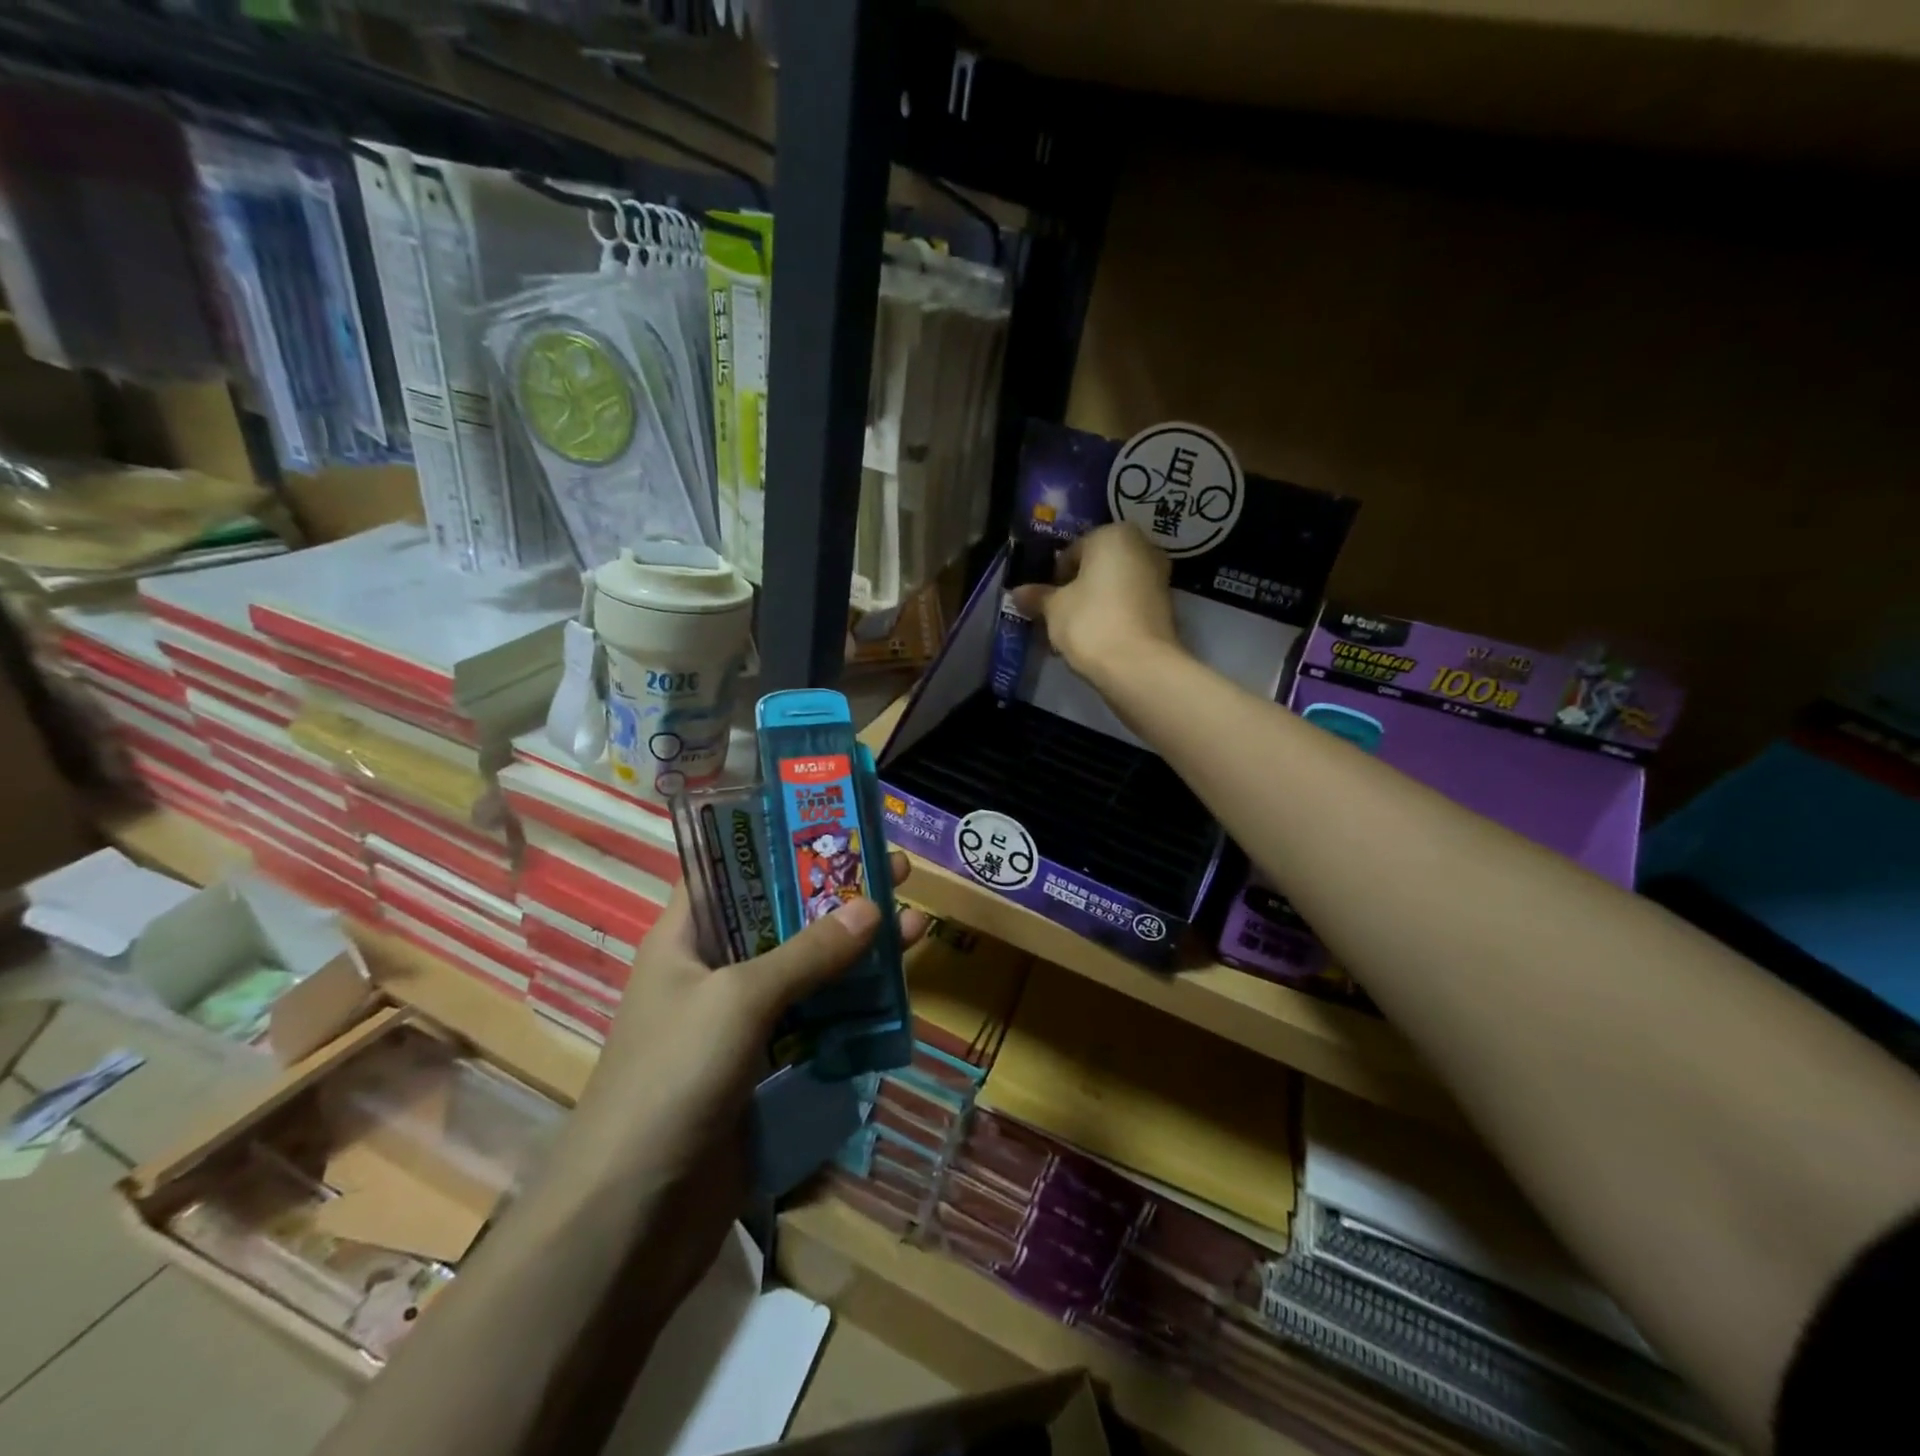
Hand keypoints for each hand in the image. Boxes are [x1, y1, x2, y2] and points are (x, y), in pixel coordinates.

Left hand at [556, 855, 928, 1313]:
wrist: (632, 1219)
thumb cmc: (672, 1080)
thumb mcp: (739, 1000)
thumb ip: (807, 952)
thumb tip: (874, 906)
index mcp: (685, 937)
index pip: (732, 868)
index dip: (781, 842)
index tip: (836, 824)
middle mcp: (712, 969)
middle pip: (782, 916)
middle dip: (837, 893)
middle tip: (897, 869)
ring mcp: (739, 1021)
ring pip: (806, 969)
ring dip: (856, 949)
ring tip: (915, 923)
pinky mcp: (763, 1066)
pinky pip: (815, 1019)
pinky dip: (852, 1003)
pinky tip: (895, 991)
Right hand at [1010, 521, 1179, 685]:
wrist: (1138, 666)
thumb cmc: (1090, 622)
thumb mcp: (1054, 608)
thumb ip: (1037, 596)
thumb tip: (1017, 593)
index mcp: (1114, 535)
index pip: (1073, 551)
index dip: (1054, 578)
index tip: (1045, 602)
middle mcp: (1143, 547)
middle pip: (1098, 567)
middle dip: (1077, 590)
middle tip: (1058, 616)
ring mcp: (1160, 578)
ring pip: (1115, 587)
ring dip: (1095, 605)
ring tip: (1075, 634)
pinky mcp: (1167, 608)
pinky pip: (1129, 605)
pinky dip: (1113, 617)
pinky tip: (1097, 641)